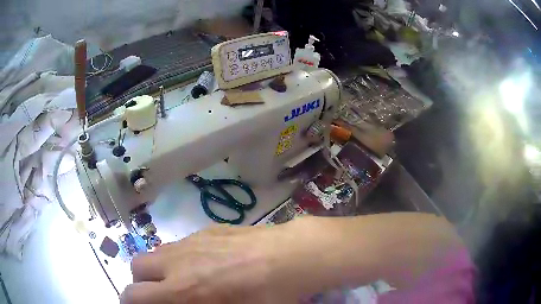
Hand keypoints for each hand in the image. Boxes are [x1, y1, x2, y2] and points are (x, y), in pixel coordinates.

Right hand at [120, 223, 307, 303]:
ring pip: (156, 252)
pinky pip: (178, 244)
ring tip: (179, 280)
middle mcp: (178, 261)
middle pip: (137, 266)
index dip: (129, 302)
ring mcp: (191, 240)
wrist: (290, 256)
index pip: (135, 294)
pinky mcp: (206, 229)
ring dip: (158, 268)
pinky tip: (202, 264)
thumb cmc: (267, 295)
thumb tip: (183, 303)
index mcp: (183, 288)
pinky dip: (178, 256)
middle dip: (141, 282)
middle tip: (158, 295)